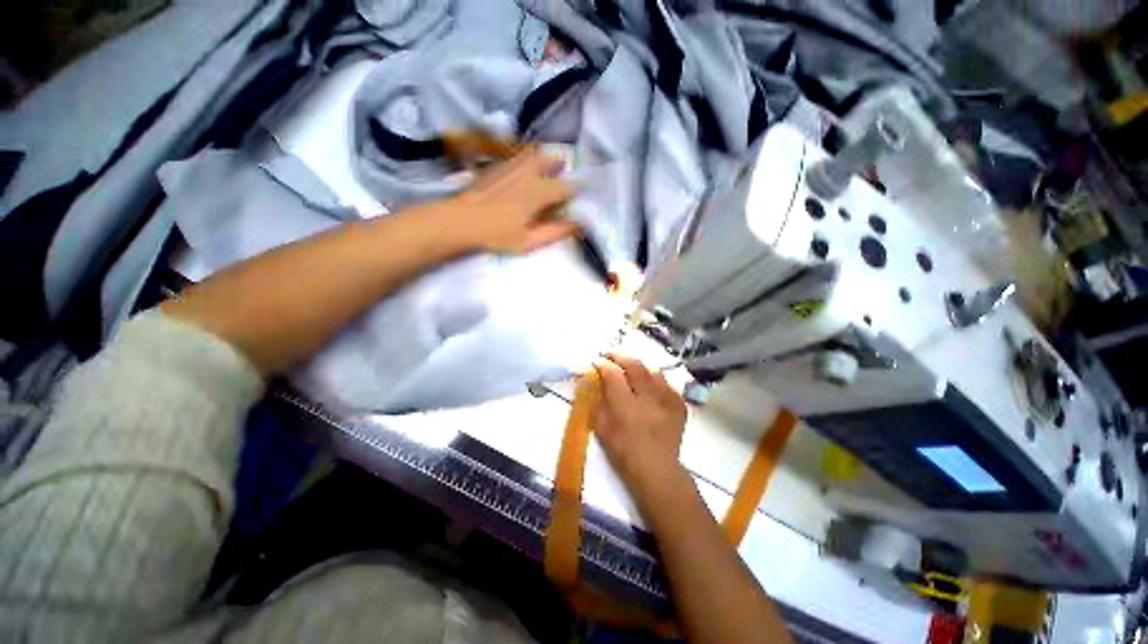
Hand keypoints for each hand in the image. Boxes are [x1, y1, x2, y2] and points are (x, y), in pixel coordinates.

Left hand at [439, 148, 579, 253]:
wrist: (460, 220)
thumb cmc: (497, 235)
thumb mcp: (529, 240)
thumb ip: (556, 232)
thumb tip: (580, 224)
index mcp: (540, 191)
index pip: (567, 186)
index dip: (575, 191)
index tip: (576, 197)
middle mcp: (529, 172)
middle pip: (552, 159)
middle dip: (560, 167)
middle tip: (560, 178)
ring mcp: (511, 165)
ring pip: (534, 153)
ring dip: (544, 159)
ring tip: (543, 172)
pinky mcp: (497, 165)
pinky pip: (518, 156)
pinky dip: (527, 160)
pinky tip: (522, 173)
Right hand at [593, 353, 688, 507]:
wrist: (657, 470)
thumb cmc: (624, 453)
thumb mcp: (602, 430)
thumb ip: (597, 403)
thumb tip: (594, 383)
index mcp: (626, 406)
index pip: (613, 375)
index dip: (603, 365)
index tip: (596, 362)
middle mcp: (648, 398)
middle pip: (635, 366)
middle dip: (620, 356)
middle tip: (611, 355)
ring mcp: (667, 401)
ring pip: (653, 372)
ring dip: (640, 367)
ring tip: (632, 369)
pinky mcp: (679, 406)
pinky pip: (668, 384)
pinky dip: (657, 381)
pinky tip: (651, 385)